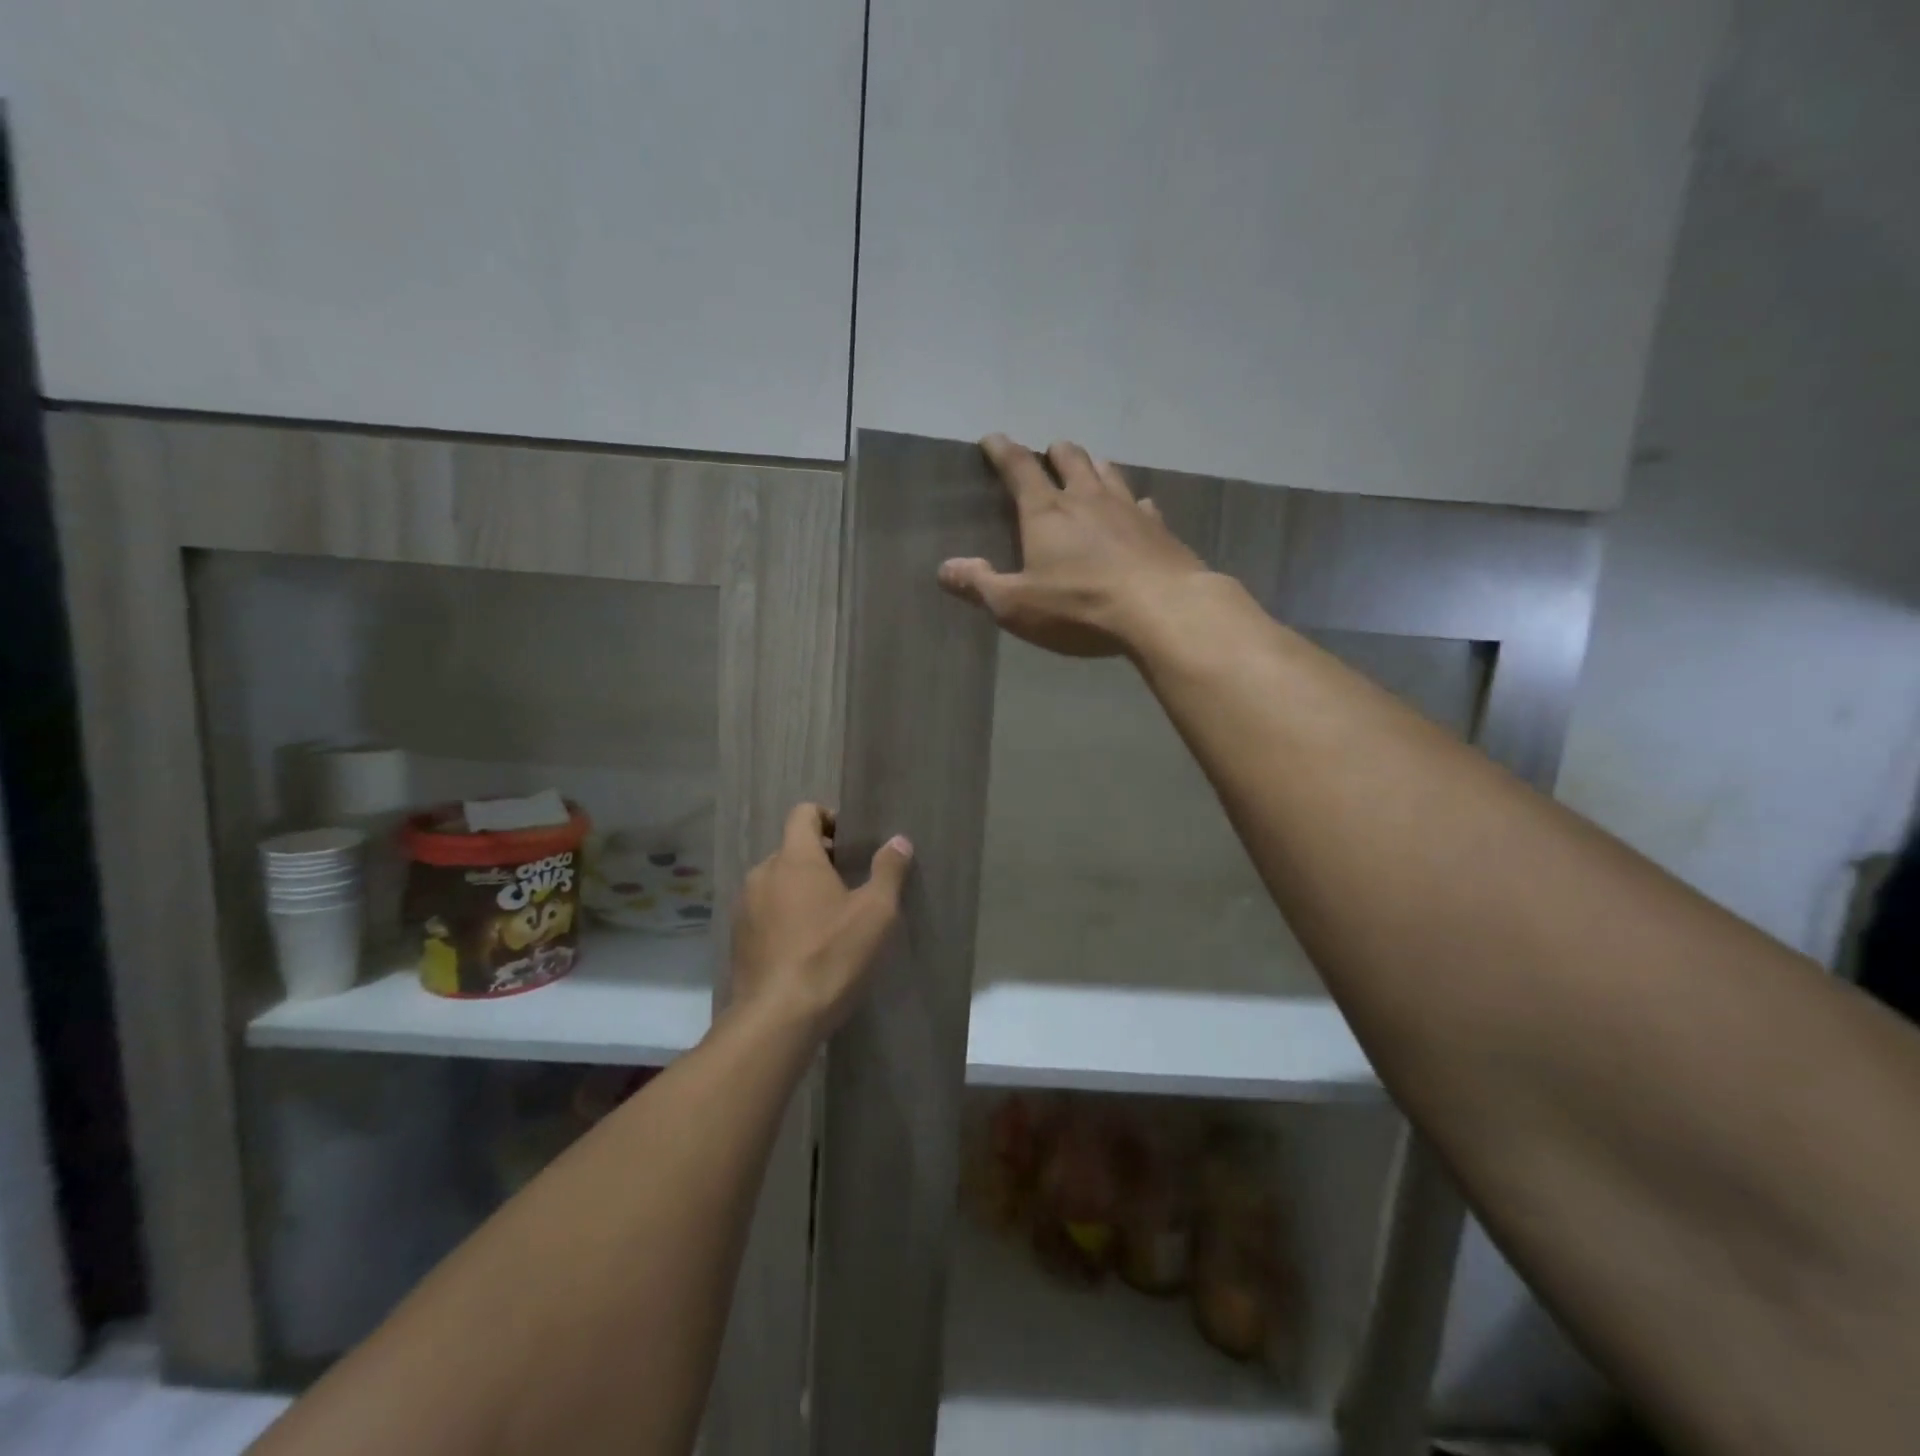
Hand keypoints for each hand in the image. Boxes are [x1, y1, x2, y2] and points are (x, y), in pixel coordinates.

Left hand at [729, 803, 912, 1036]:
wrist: (777, 1019)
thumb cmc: (832, 955)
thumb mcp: (876, 913)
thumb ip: (888, 870)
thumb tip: (899, 840)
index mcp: (794, 858)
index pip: (804, 813)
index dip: (828, 818)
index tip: (851, 842)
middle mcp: (763, 873)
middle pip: (791, 850)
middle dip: (819, 860)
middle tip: (850, 885)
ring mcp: (745, 907)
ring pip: (776, 883)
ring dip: (800, 890)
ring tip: (829, 919)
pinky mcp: (738, 939)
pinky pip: (765, 913)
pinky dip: (784, 917)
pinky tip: (805, 947)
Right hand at [937, 436, 1207, 656]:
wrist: (1162, 610)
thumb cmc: (1079, 607)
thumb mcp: (1016, 605)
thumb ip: (979, 585)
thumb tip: (944, 569)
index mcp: (1046, 512)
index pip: (1019, 468)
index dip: (1003, 451)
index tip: (993, 438)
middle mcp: (1087, 498)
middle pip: (1070, 460)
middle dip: (1055, 453)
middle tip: (1049, 454)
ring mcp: (1128, 509)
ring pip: (1109, 473)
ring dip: (1094, 466)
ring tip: (1090, 468)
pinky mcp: (1159, 529)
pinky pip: (1143, 504)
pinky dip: (1134, 503)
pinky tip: (1139, 509)